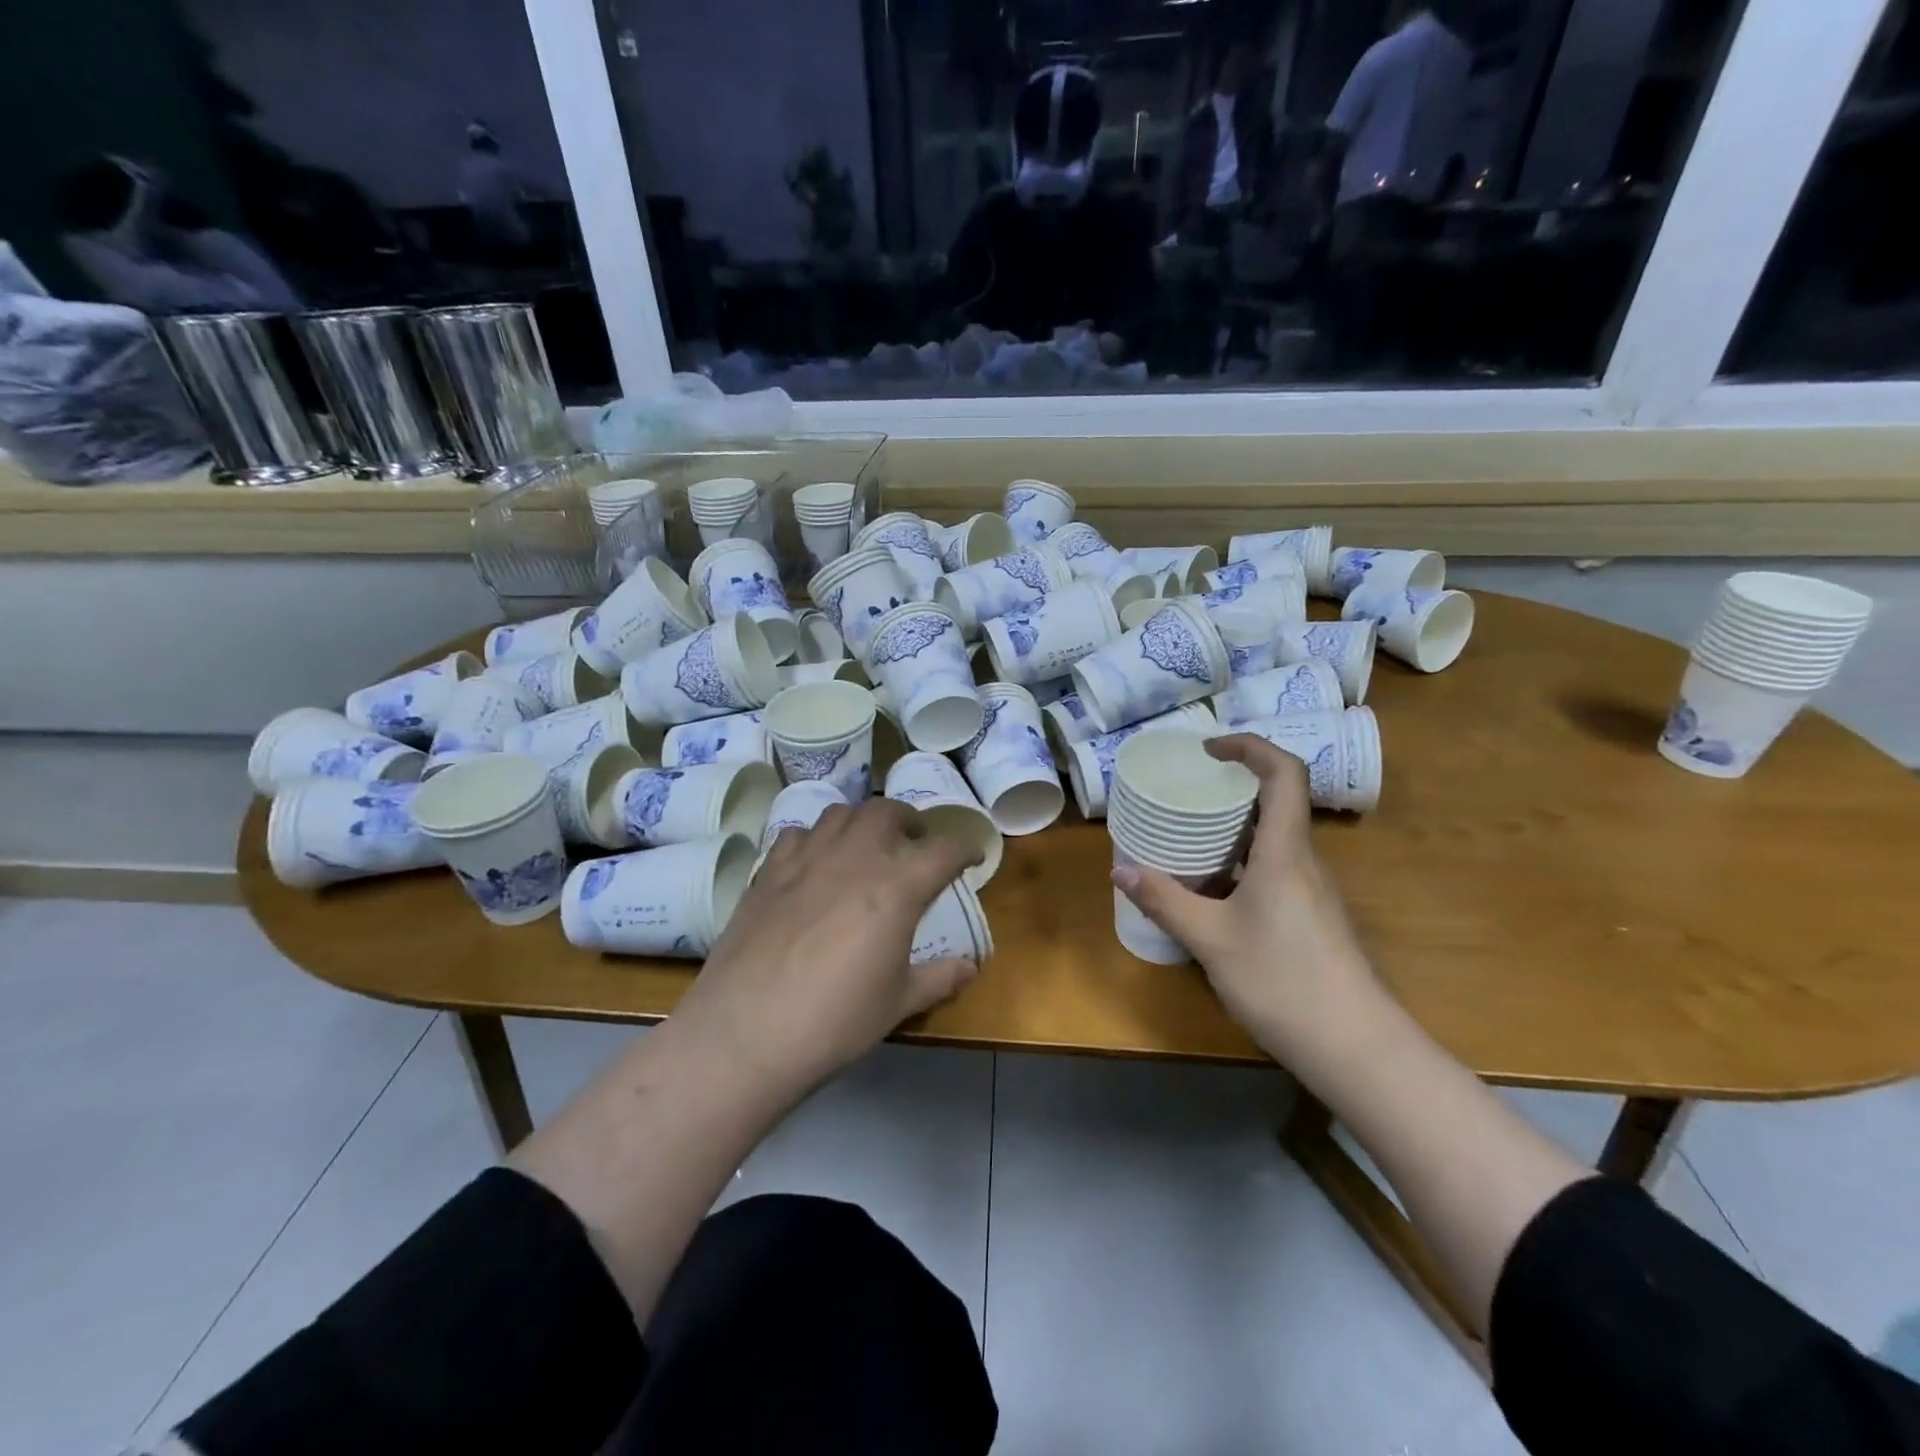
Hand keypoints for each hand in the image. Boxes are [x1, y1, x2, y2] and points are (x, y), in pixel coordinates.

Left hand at [666, 799, 981, 1102]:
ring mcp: (807, 859)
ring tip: (866, 846)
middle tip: (914, 844)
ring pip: (841, 813)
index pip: (944, 849)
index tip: (972, 856)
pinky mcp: (769, 871)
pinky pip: (798, 833)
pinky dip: (816, 838)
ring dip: (863, 822)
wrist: (745, 1034)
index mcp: (897, 887)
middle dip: (910, 821)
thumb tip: (971, 968)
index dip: (965, 848)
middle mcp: (855, 858)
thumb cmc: (834, 1022)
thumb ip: (939, 978)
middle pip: (888, 811)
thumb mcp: (897, 1003)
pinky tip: (814, 864)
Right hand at [1111, 734, 1381, 1063]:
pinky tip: (1213, 892)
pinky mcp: (1313, 918)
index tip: (1209, 749)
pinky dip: (1242, 864)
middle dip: (1231, 788)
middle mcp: (1305, 861)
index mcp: (1286, 851)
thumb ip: (1165, 901)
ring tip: (1188, 839)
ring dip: (1234, 830)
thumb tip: (1121, 871)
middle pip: (1277, 802)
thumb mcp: (1210, 940)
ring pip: (1275, 840)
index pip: (1284, 773)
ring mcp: (1314, 892)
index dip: (1250, 747)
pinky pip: (1275, 870)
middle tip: (1185, 794)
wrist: (1356, 1048)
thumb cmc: (1282, 981)